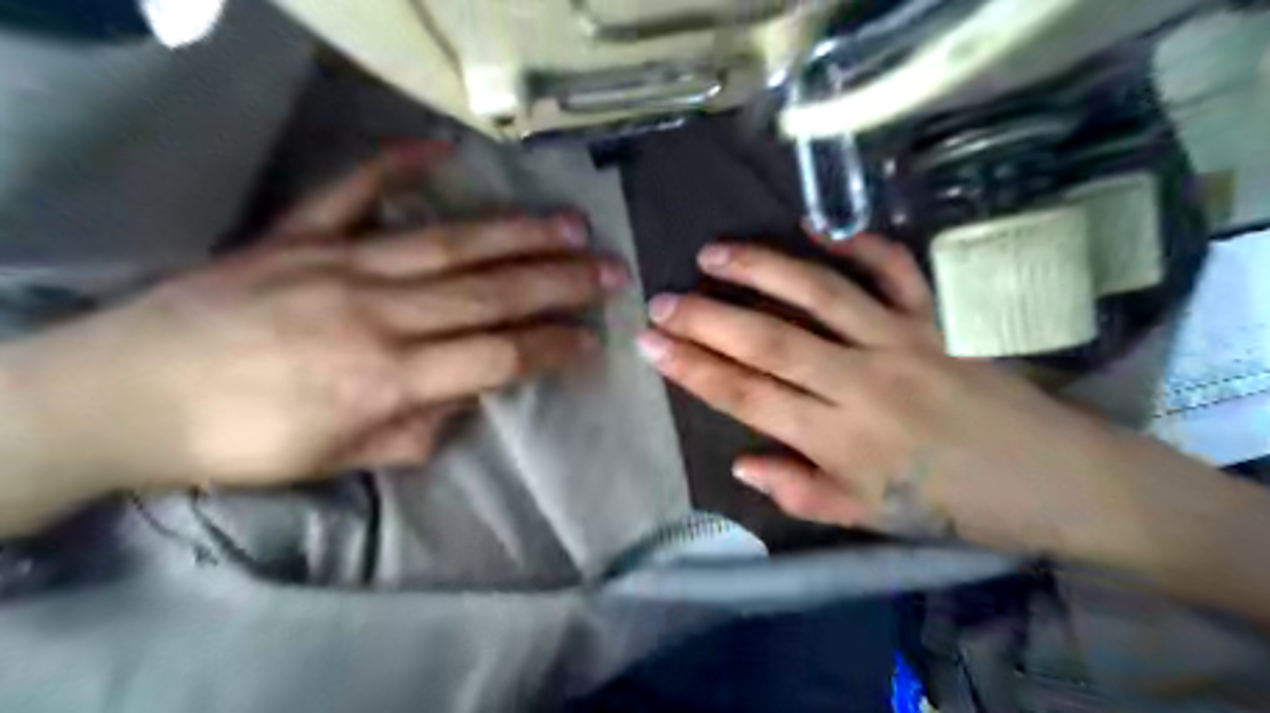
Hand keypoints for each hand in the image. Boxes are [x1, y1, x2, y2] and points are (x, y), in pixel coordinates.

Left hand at [0, 146, 625, 502]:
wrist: (121, 396)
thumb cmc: (241, 444)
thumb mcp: (342, 459)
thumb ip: (420, 428)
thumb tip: (471, 393)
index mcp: (388, 378)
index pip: (500, 358)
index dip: (555, 348)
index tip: (595, 341)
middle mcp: (378, 313)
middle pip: (491, 293)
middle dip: (562, 283)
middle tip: (611, 270)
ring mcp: (337, 264)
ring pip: (449, 243)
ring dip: (518, 232)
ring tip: (570, 224)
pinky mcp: (297, 236)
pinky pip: (353, 191)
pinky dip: (398, 165)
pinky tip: (443, 150)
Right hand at [635, 232, 1153, 552]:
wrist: (1058, 480)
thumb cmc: (955, 506)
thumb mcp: (869, 519)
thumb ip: (800, 491)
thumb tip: (740, 463)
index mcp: (841, 440)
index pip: (747, 396)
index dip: (692, 369)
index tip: (650, 344)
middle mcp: (862, 382)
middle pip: (767, 341)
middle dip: (705, 319)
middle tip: (660, 300)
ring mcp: (903, 340)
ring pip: (818, 294)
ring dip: (760, 270)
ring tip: (713, 254)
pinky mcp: (939, 317)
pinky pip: (894, 270)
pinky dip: (856, 243)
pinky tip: (816, 228)